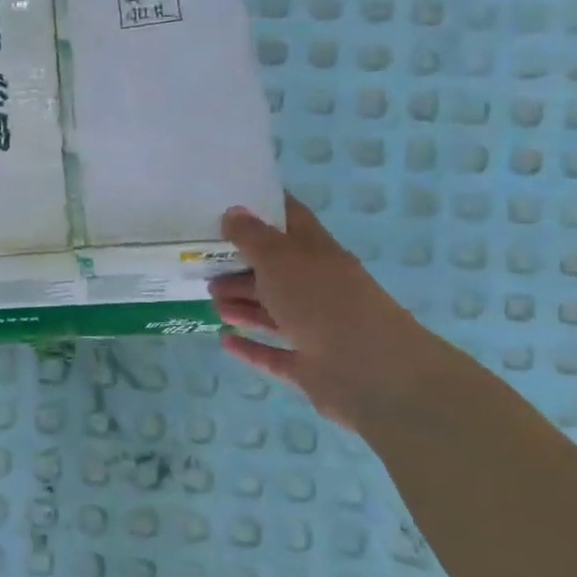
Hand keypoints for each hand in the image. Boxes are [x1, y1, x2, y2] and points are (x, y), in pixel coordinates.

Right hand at [209, 195, 442, 431]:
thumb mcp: (280, 260)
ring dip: (241, 303)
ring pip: (272, 311)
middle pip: (275, 270)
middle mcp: (317, 287)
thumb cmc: (323, 302)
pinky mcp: (308, 366)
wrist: (371, 373)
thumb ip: (252, 237)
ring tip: (211, 299)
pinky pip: (272, 353)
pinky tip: (224, 340)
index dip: (263, 209)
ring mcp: (314, 328)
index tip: (227, 204)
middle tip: (204, 264)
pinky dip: (249, 346)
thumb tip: (233, 212)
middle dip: (240, 266)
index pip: (290, 221)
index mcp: (317, 253)